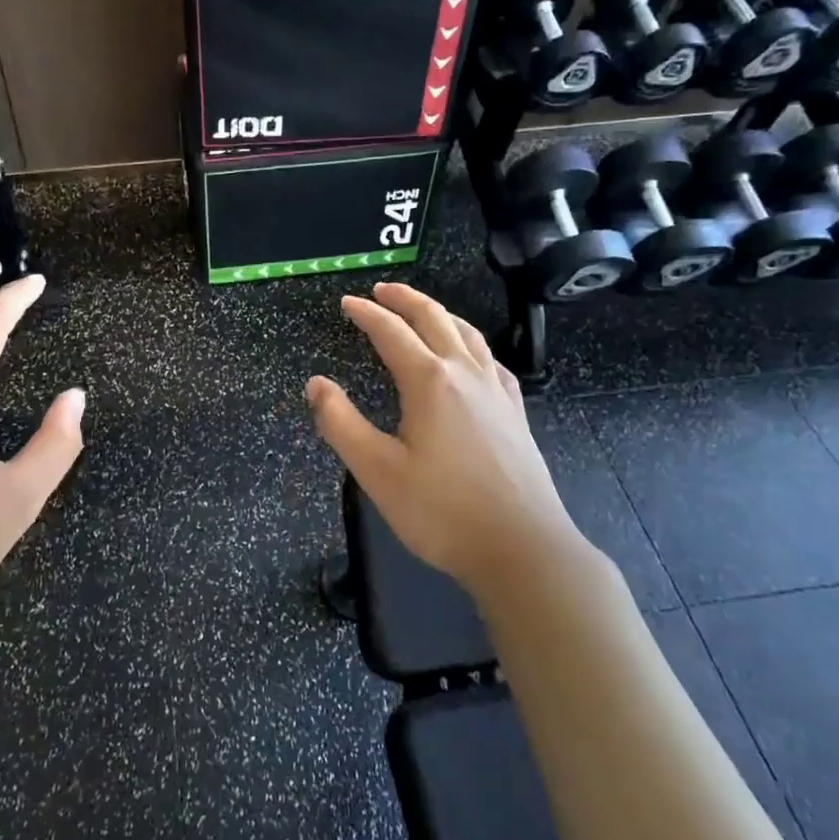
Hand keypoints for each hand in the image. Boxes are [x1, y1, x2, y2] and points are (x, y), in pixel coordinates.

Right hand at [306, 282, 585, 594]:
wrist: (523, 548)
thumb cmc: (442, 511)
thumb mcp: (377, 471)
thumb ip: (340, 423)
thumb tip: (316, 383)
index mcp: (429, 381)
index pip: (391, 332)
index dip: (365, 314)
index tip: (345, 304)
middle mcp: (465, 374)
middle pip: (434, 319)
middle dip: (404, 299)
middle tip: (380, 291)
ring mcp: (496, 391)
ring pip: (467, 334)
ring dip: (439, 313)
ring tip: (422, 311)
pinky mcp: (515, 412)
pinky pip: (490, 359)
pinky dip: (471, 343)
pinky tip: (471, 357)